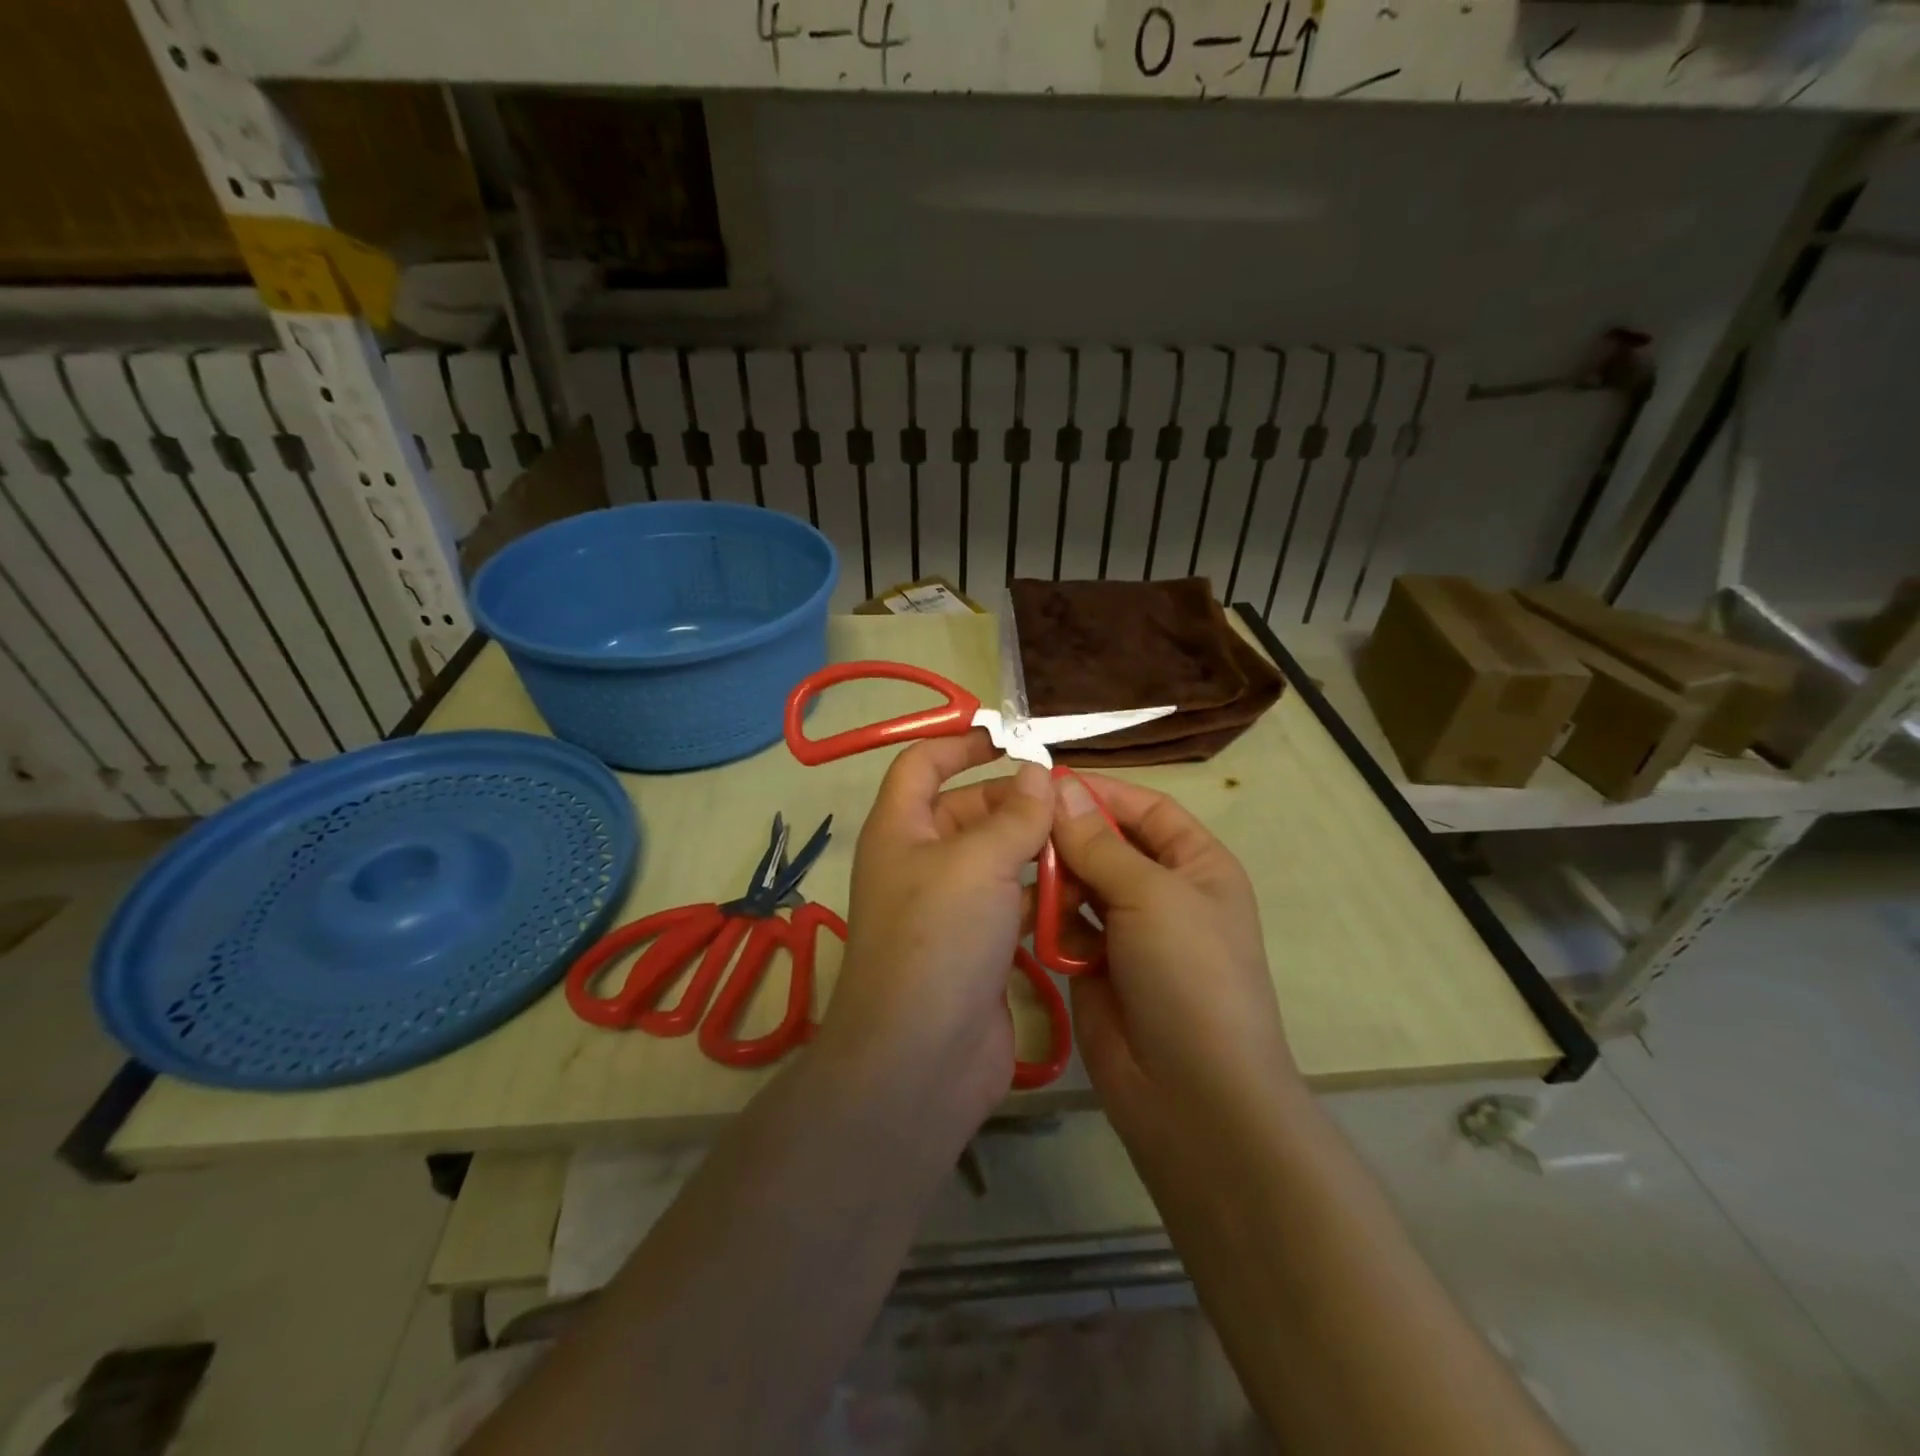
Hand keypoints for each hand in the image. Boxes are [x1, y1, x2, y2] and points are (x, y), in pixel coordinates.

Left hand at [814, 732, 1054, 1137]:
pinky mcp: (978, 948)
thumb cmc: (940, 938)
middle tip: (1073, 800)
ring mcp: (950, 908)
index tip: (1011, 737)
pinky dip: (1043, 893)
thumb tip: (1040, 772)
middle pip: (969, 810)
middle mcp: (920, 862)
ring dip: (1036, 848)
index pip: (923, 764)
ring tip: (1088, 840)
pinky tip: (1082, 889)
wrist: (922, 1059)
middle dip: (1016, 800)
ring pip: (996, 858)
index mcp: (901, 829)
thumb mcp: (979, 862)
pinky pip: (1013, 903)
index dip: (961, 744)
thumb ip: (1015, 814)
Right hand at [1049, 774, 1302, 1144]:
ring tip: (1025, 880)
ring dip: (1056, 879)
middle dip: (1069, 838)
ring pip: (1082, 884)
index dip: (1101, 792)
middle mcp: (1164, 892)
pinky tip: (1030, 919)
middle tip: (1020, 830)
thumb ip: (1099, 842)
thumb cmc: (1188, 974)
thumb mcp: (1151, 895)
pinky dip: (1050, 920)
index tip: (1046, 782)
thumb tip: (1061, 786)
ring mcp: (1130, 932)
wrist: (1193, 1095)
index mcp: (1197, 865)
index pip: (1146, 809)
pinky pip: (1067, 926)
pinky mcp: (1097, 966)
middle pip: (1108, 844)